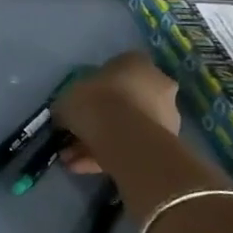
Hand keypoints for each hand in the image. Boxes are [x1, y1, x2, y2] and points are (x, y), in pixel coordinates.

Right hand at [53, 52, 182, 174]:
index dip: (96, 85)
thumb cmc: (95, 103)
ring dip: (100, 141)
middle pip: (126, 100)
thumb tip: (65, 116)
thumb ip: (68, 104)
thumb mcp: (66, 98)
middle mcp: (158, 85)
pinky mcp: (166, 144)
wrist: (125, 138)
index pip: (117, 68)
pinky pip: (131, 146)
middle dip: (100, 118)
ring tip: (71, 159)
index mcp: (136, 64)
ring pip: (128, 127)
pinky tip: (81, 168)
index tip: (80, 100)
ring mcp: (166, 116)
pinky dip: (107, 156)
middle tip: (76, 134)